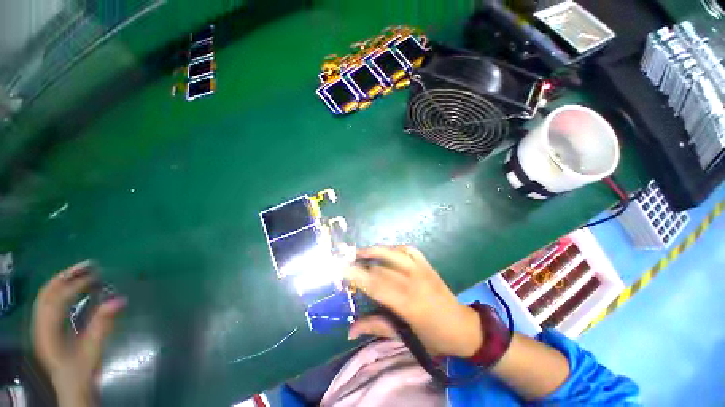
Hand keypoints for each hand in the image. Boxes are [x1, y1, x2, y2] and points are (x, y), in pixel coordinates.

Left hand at [32, 261, 124, 406]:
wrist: (72, 388)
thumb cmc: (81, 371)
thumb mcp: (92, 352)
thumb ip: (102, 326)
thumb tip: (120, 299)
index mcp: (47, 331)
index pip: (56, 300)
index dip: (74, 285)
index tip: (96, 275)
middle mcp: (40, 325)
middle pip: (47, 293)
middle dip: (66, 275)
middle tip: (89, 264)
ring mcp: (42, 325)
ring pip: (46, 295)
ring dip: (63, 280)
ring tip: (84, 271)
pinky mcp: (48, 327)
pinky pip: (50, 302)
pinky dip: (62, 290)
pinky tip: (75, 288)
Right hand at [345, 246, 482, 357]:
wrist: (463, 327)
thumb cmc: (434, 337)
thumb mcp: (405, 337)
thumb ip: (376, 327)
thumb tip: (349, 331)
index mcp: (408, 304)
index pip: (376, 285)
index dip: (357, 276)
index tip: (341, 270)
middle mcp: (414, 281)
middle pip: (381, 267)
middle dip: (361, 264)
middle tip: (346, 263)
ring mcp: (422, 269)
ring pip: (393, 253)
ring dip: (374, 251)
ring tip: (359, 252)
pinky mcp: (427, 264)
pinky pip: (408, 249)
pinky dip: (394, 248)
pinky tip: (385, 251)